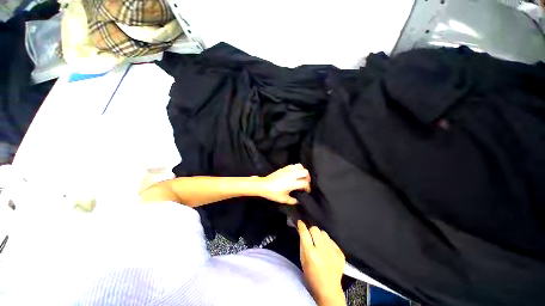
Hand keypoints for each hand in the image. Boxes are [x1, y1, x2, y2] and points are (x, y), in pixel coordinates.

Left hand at [257, 164, 310, 204]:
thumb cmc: (273, 193)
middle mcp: (291, 175)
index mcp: (292, 183)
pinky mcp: (284, 168)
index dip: (308, 187)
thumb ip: (292, 201)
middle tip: (306, 182)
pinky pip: (293, 165)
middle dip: (308, 177)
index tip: (307, 191)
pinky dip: (297, 168)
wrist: (263, 185)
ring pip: (300, 166)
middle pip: (305, 172)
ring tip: (301, 176)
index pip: (305, 183)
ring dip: (303, 171)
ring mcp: (288, 170)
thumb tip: (297, 201)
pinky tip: (294, 173)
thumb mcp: (283, 199)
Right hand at [298, 221, 345, 305]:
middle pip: (315, 229)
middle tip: (311, 236)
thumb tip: (301, 231)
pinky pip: (332, 240)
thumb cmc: (311, 276)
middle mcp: (321, 250)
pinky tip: (327, 250)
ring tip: (319, 243)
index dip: (301, 225)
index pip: (304, 232)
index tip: (300, 222)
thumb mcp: (303, 260)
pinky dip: (328, 243)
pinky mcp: (340, 254)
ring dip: (320, 236)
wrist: (328, 290)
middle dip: (311, 230)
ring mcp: (332, 251)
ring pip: (324, 233)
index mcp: (310, 252)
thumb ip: (302, 244)